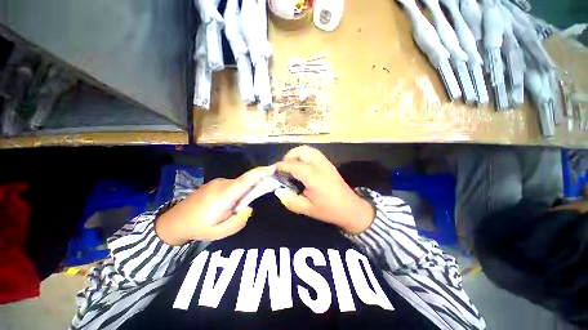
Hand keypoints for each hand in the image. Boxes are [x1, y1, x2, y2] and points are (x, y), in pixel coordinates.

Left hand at [155, 165, 274, 244]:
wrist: (174, 221)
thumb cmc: (198, 227)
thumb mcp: (220, 232)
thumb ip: (239, 221)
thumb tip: (249, 208)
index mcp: (225, 195)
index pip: (246, 180)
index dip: (260, 173)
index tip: (273, 168)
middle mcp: (223, 184)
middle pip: (245, 181)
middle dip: (254, 188)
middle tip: (248, 204)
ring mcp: (218, 182)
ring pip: (239, 184)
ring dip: (243, 193)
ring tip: (231, 210)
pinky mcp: (215, 183)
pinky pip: (232, 185)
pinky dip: (236, 192)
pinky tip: (226, 206)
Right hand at [275, 146, 373, 234]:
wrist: (351, 209)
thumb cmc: (330, 210)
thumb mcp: (308, 209)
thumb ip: (290, 200)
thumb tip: (279, 190)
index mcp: (314, 177)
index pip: (293, 165)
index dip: (281, 166)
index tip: (273, 171)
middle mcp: (320, 166)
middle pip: (302, 151)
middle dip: (289, 156)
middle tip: (283, 168)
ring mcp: (326, 163)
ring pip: (308, 150)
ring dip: (297, 154)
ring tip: (291, 166)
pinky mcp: (329, 164)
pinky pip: (314, 154)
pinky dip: (304, 156)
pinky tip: (302, 167)